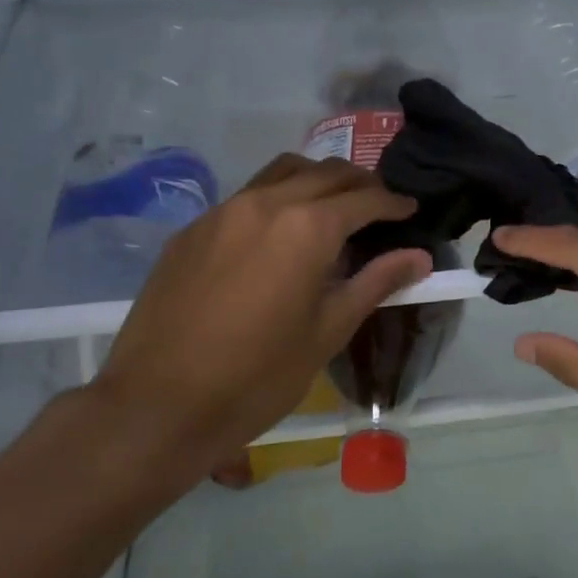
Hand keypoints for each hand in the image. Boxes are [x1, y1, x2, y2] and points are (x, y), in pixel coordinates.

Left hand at [86, 155, 431, 485]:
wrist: (157, 405)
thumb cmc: (258, 376)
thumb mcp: (328, 331)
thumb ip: (375, 283)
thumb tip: (420, 257)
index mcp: (307, 227)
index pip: (364, 198)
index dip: (393, 202)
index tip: (410, 208)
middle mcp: (267, 203)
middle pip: (325, 173)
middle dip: (359, 183)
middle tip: (378, 206)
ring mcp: (223, 211)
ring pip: (282, 172)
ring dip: (316, 180)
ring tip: (332, 207)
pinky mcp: (192, 229)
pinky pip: (246, 196)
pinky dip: (276, 198)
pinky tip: (277, 235)